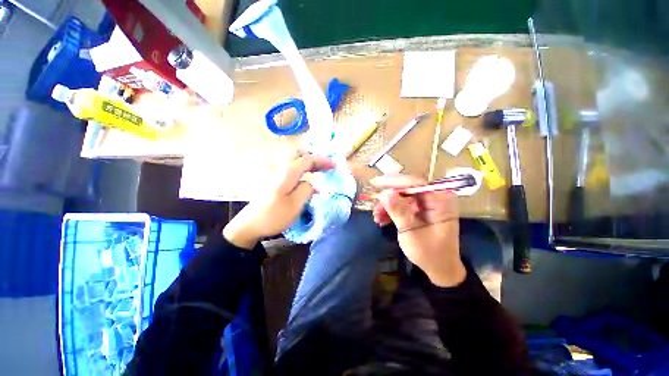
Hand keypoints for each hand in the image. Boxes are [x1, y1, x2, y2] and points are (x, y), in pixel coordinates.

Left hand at [223, 151, 334, 248]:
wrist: (250, 224)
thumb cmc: (273, 216)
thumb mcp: (295, 205)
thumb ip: (306, 190)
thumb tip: (311, 183)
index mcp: (287, 173)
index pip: (307, 159)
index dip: (322, 161)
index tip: (333, 166)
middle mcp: (281, 169)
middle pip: (299, 154)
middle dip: (314, 157)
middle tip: (325, 165)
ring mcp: (276, 174)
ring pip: (295, 161)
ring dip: (308, 163)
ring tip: (319, 170)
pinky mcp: (275, 181)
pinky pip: (292, 169)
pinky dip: (302, 169)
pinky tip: (307, 181)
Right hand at [371, 174, 465, 286]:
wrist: (440, 268)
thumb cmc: (430, 253)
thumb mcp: (411, 232)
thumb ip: (398, 211)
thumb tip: (384, 193)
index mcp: (440, 200)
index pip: (415, 183)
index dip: (394, 182)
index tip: (376, 183)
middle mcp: (435, 197)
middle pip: (407, 188)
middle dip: (389, 196)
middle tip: (373, 200)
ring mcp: (428, 203)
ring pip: (403, 196)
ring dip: (388, 205)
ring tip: (376, 216)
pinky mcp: (421, 209)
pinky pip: (404, 204)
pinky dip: (392, 210)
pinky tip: (382, 219)